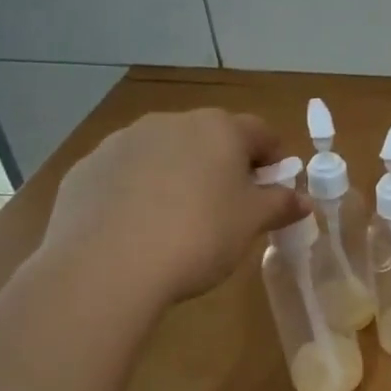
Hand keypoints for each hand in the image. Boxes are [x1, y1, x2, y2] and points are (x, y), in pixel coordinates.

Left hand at [39, 109, 307, 308]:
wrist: (105, 267)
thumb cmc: (199, 235)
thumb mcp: (252, 223)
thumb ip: (281, 204)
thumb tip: (304, 200)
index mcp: (220, 129)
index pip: (261, 133)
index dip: (274, 161)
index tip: (273, 192)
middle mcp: (171, 122)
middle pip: (211, 138)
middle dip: (225, 166)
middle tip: (229, 209)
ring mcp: (123, 142)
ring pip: (166, 153)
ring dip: (180, 175)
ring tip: (179, 221)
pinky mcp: (86, 169)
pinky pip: (126, 174)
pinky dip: (138, 191)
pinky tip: (138, 229)